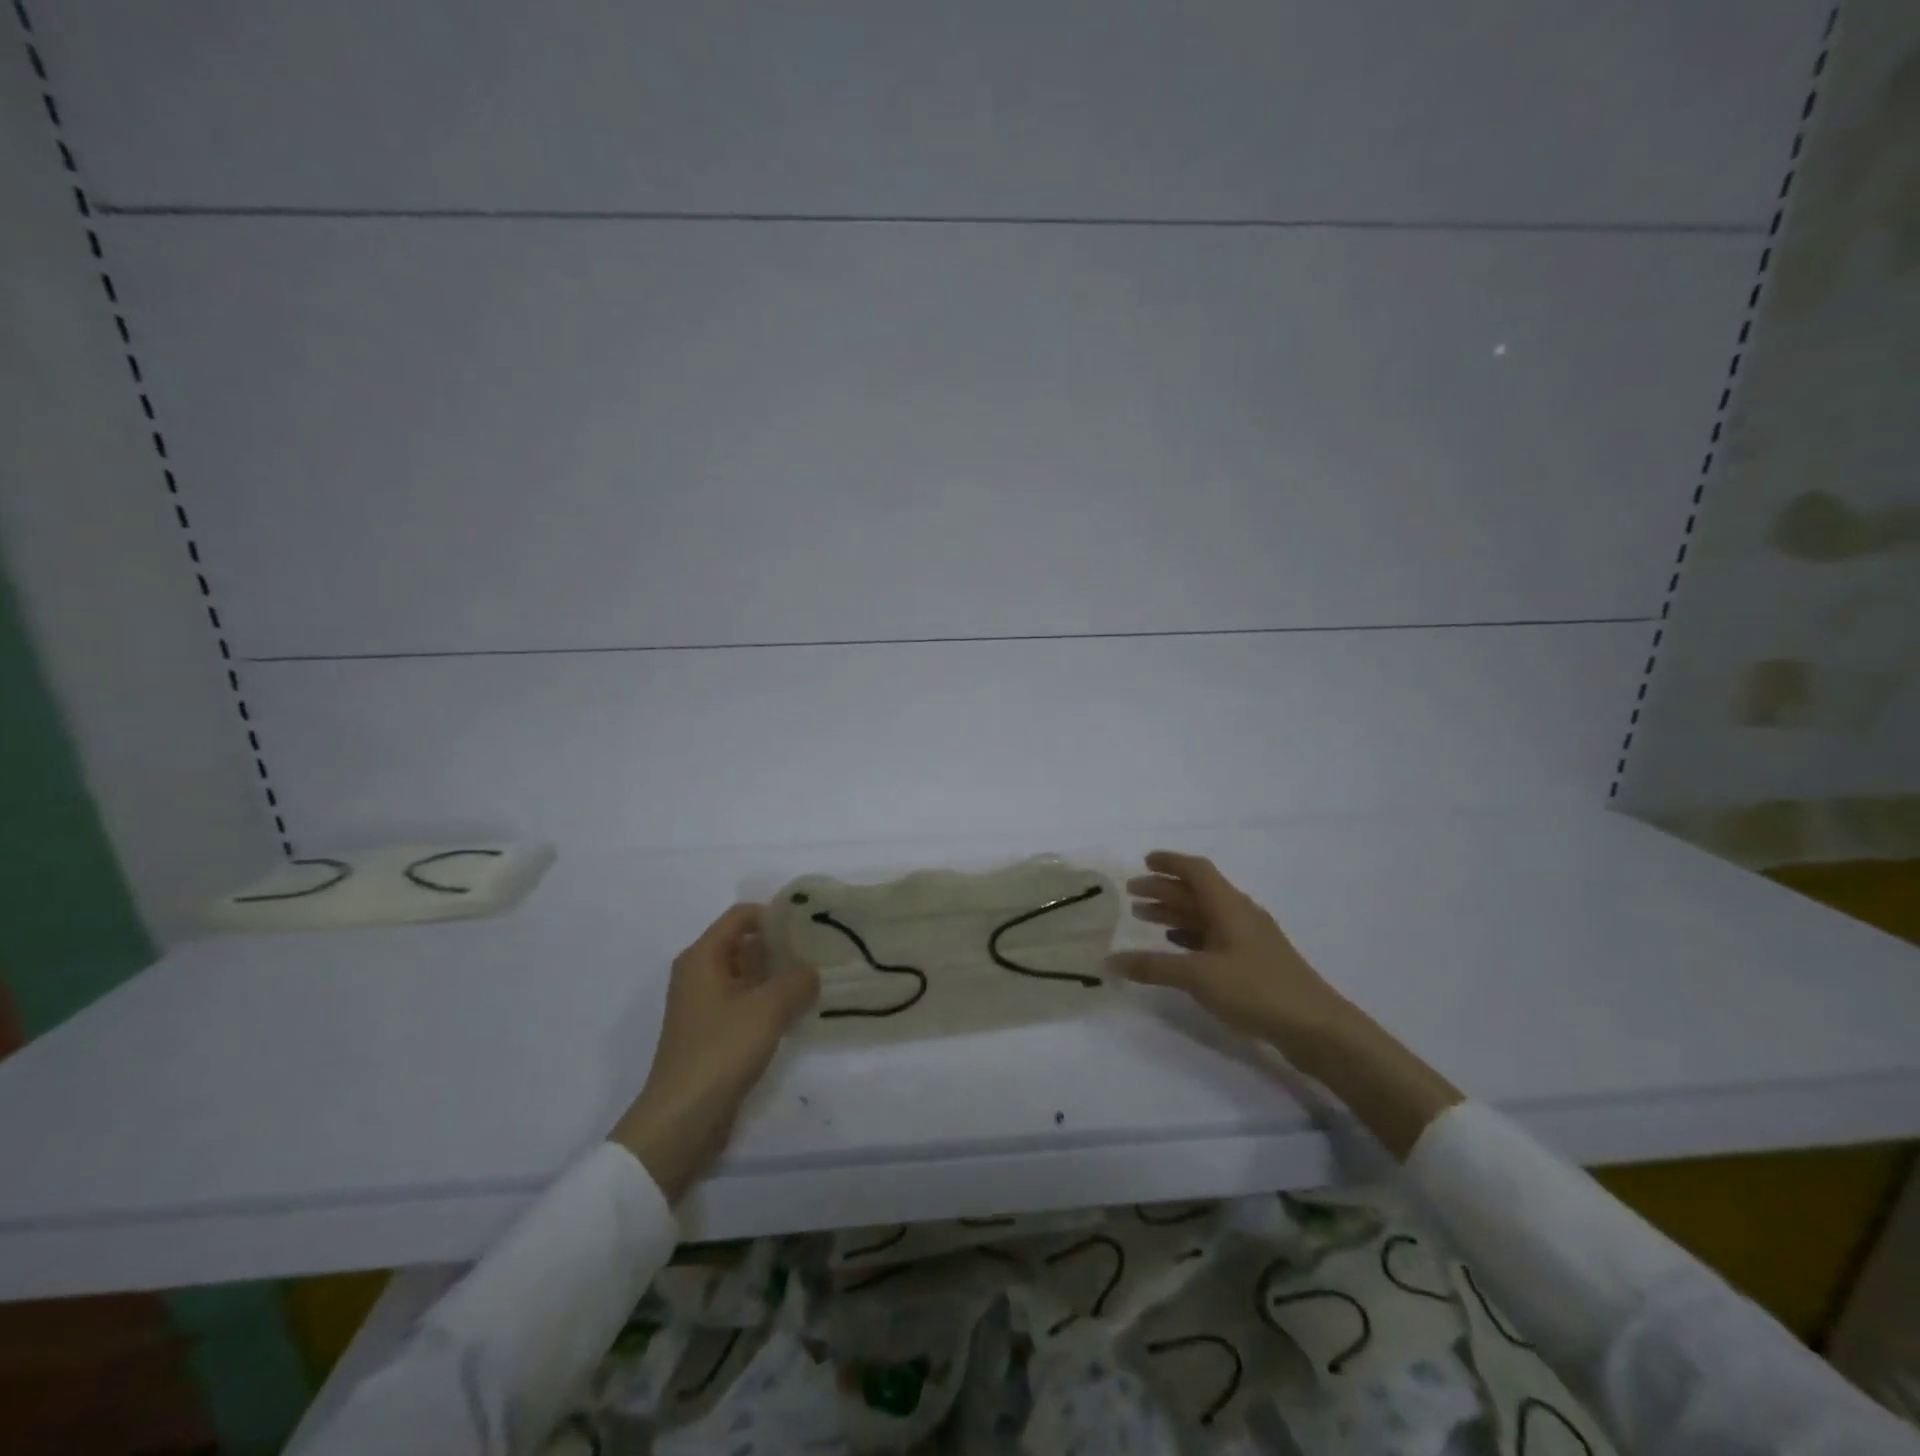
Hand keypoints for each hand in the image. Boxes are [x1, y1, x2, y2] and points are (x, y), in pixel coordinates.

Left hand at [610, 904, 819, 1201]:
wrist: (682, 1119)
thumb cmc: (721, 1051)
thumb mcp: (768, 1008)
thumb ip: (797, 980)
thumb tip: (812, 970)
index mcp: (702, 957)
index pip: (741, 916)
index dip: (775, 914)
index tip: (810, 924)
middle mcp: (699, 974)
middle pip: (744, 943)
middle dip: (781, 945)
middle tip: (820, 951)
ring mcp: (703, 1005)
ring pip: (746, 975)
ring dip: (777, 975)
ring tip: (815, 979)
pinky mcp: (711, 1033)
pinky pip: (744, 1002)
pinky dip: (768, 1001)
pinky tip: (796, 1012)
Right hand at [1110, 851, 1352, 1055]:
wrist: (1317, 1028)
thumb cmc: (1256, 990)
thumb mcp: (1198, 976)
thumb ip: (1153, 966)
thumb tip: (1111, 960)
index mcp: (1229, 906)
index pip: (1196, 870)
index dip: (1170, 863)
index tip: (1143, 861)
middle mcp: (1240, 915)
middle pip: (1198, 892)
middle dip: (1164, 890)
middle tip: (1132, 893)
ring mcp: (1250, 939)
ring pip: (1205, 915)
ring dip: (1175, 912)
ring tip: (1144, 918)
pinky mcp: (1255, 963)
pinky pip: (1214, 937)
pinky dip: (1190, 935)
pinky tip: (1175, 946)